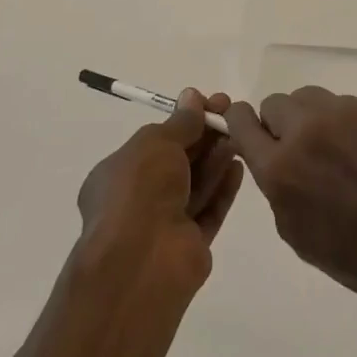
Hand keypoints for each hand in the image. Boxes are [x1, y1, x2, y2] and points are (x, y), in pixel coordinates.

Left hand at [76, 89, 244, 294]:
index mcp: (117, 174)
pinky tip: (239, 167)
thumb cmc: (140, 190)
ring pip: (195, 184)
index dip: (183, 120)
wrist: (144, 260)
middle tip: (232, 114)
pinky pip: (209, 210)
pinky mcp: (190, 244)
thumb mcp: (157, 143)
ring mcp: (164, 223)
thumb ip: (180, 122)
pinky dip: (223, 188)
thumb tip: (193, 97)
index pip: (154, 141)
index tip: (210, 103)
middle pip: (177, 161)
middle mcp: (138, 198)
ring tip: (239, 135)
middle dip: (204, 136)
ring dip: (216, 158)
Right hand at [223, 86, 356, 320]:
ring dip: (307, 118)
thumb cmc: (354, 257)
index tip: (248, 132)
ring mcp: (341, 114)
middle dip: (278, 125)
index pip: (242, 121)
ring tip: (328, 149)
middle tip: (298, 151)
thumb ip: (274, 186)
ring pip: (306, 97)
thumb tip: (270, 157)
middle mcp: (305, 131)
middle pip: (274, 103)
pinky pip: (338, 104)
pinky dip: (338, 122)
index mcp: (280, 168)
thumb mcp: (294, 231)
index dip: (241, 124)